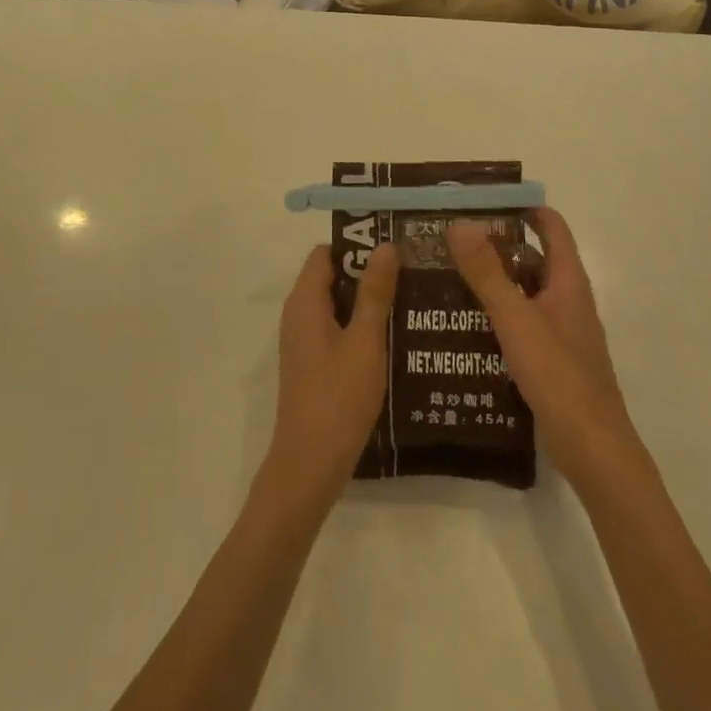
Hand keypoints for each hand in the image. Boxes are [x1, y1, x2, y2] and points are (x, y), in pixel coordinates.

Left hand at [259, 242, 400, 515]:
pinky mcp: (314, 363)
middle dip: (369, 272)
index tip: (394, 246)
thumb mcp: (364, 341)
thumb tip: (384, 245)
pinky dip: (361, 326)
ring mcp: (304, 341)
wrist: (310, 466)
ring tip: (412, 300)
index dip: (357, 244)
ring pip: (338, 305)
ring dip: (369, 301)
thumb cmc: (338, 398)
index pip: (326, 252)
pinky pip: (338, 329)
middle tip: (412, 271)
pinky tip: (396, 337)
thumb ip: (374, 292)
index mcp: (305, 301)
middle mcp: (299, 314)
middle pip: (333, 276)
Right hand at [447, 209, 643, 490]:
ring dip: (493, 282)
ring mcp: (560, 330)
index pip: (550, 226)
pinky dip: (497, 315)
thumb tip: (460, 223)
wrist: (592, 449)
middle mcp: (566, 299)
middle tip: (450, 241)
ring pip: (524, 293)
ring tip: (447, 278)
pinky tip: (464, 325)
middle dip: (496, 246)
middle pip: (532, 258)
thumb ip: (486, 272)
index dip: (521, 208)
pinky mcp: (551, 359)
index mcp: (567, 281)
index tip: (481, 201)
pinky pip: (521, 323)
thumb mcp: (516, 319)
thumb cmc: (558, 375)